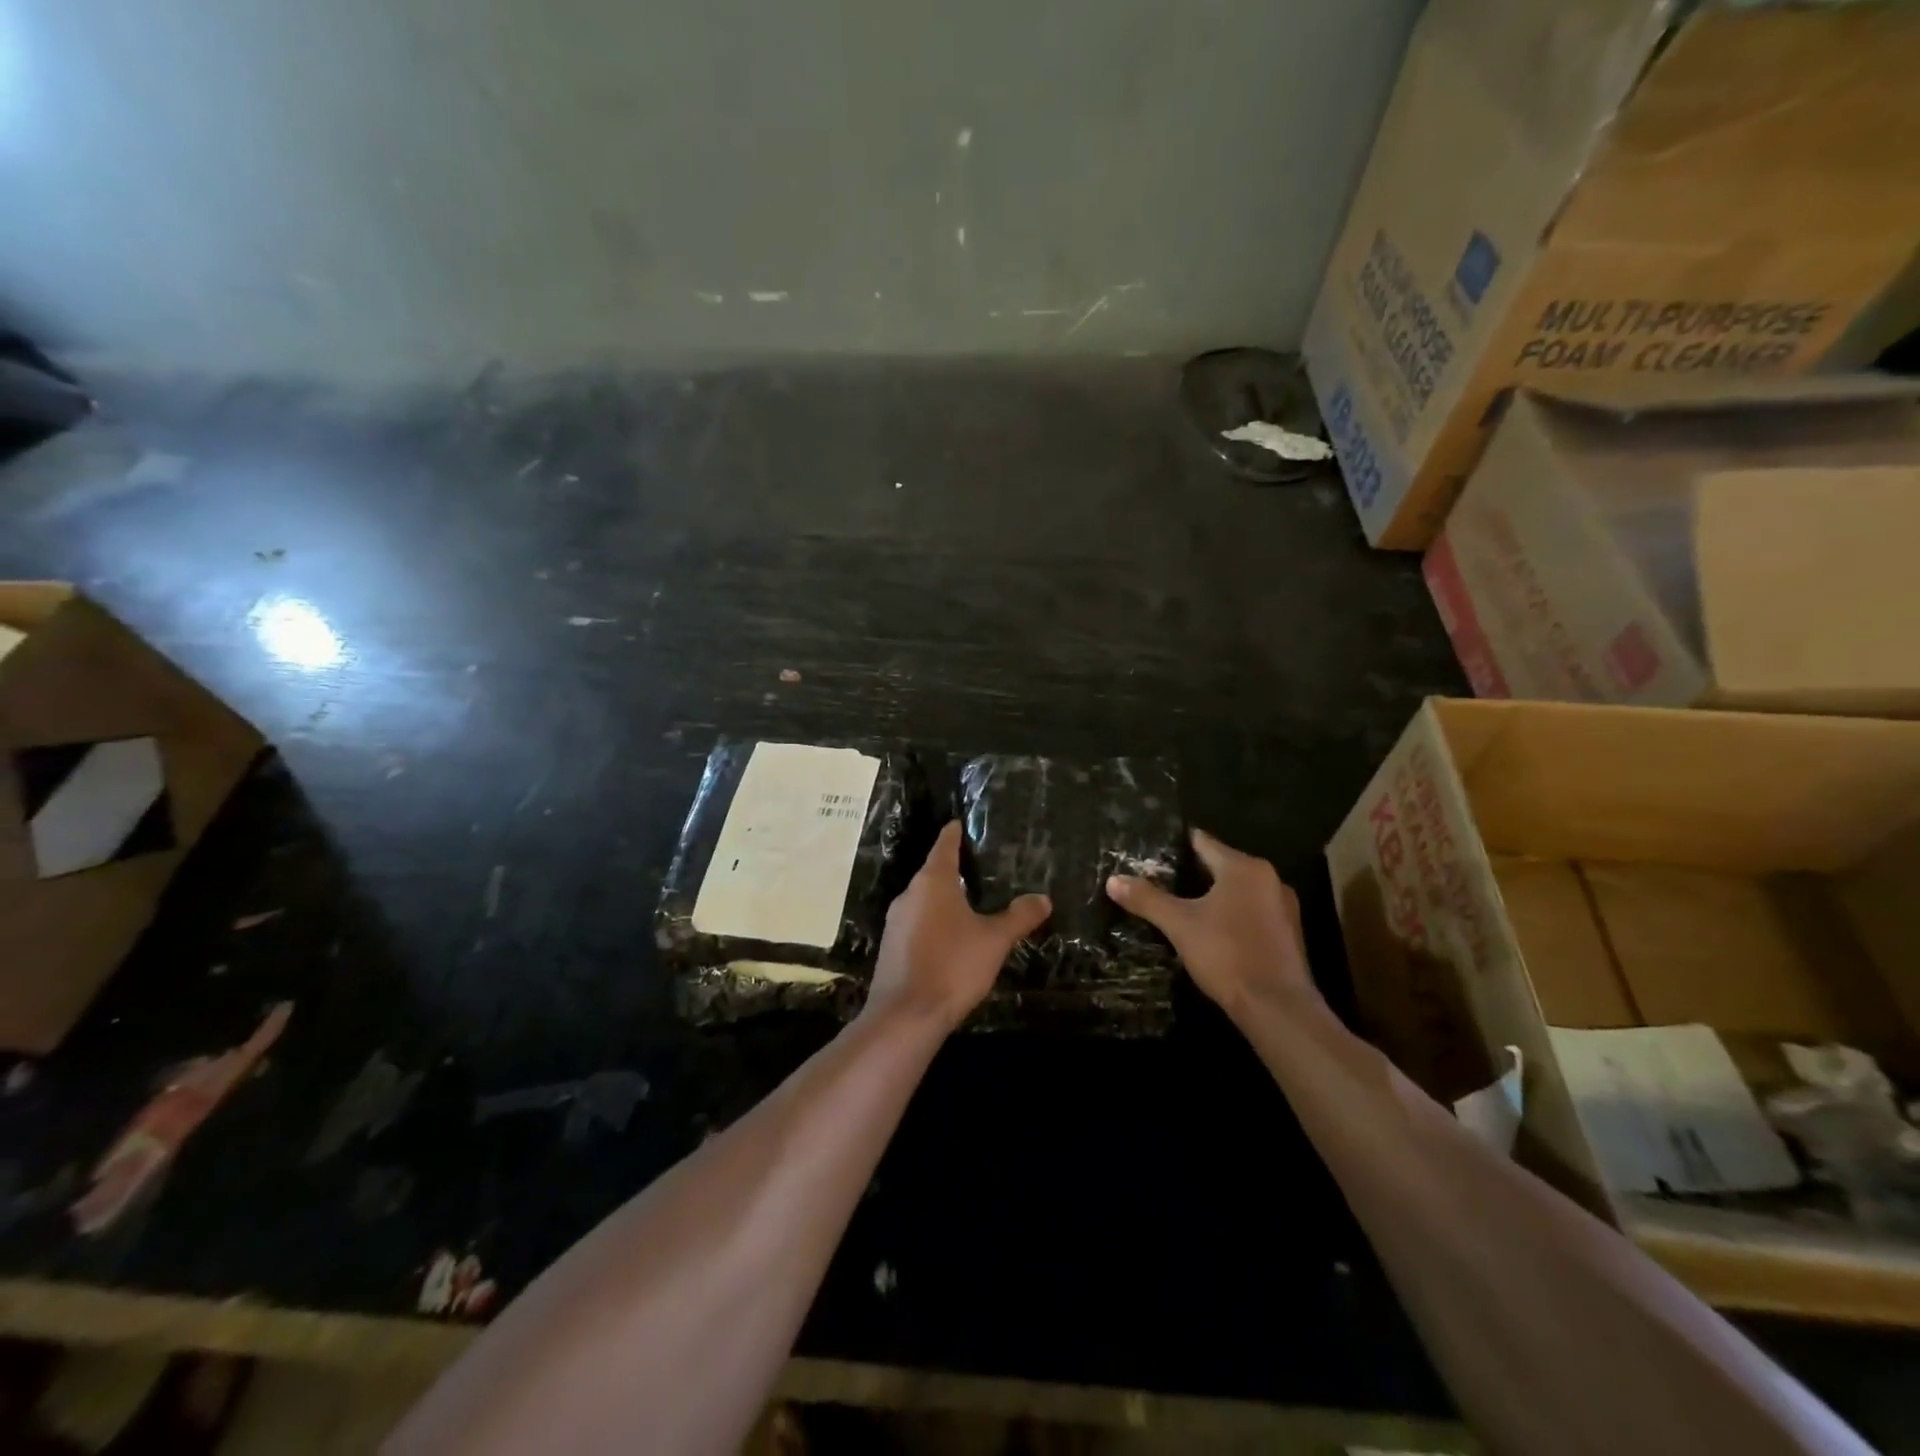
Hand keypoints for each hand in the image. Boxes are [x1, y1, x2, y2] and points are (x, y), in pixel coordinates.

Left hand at [866, 821, 1051, 1031]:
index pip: (944, 845)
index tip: (960, 822)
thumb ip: (1019, 917)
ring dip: (944, 899)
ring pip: (924, 900)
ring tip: (971, 902)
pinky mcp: (891, 947)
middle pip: (933, 872)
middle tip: (980, 867)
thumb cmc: (952, 966)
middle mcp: (909, 894)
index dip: (955, 833)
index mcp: (932, 882)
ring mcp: (896, 922)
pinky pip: (917, 923)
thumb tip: (1043, 898)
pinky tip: (951, 938)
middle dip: (954, 869)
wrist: (905, 1016)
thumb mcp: (994, 940)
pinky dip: (934, 922)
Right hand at [1105, 829, 1314, 1021]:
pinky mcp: (1289, 934)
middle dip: (1193, 873)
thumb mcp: (1179, 925)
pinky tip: (1213, 932)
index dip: (1177, 845)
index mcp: (1244, 868)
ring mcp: (1283, 907)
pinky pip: (1253, 912)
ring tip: (1183, 906)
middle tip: (1160, 880)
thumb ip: (1147, 899)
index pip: (1203, 842)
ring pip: (1239, 891)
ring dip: (1214, 896)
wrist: (1277, 1008)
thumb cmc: (1226, 954)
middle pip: (1222, 865)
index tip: (1154, 850)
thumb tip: (1113, 880)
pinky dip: (1232, 915)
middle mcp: (1269, 879)